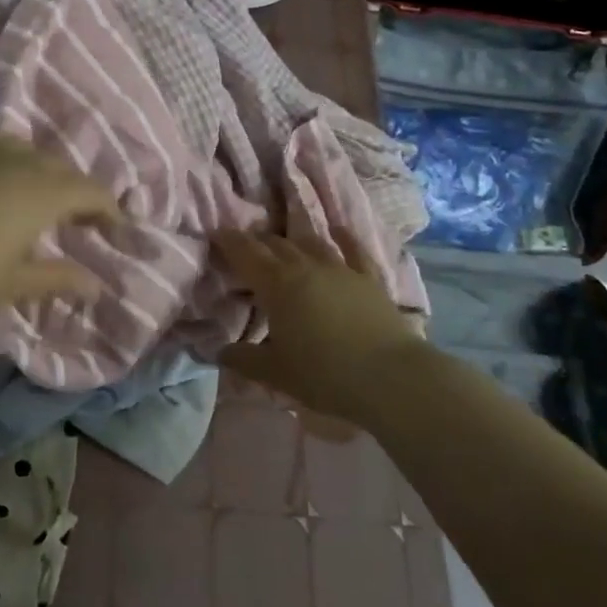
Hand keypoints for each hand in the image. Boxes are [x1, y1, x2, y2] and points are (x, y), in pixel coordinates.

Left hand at [0, 133, 120, 319]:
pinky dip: (11, 157)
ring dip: (46, 173)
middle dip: (79, 193)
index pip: (92, 192)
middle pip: (63, 169)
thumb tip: (98, 285)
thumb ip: (57, 279)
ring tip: (40, 198)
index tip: (117, 230)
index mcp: (43, 192)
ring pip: (29, 151)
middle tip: (80, 223)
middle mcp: (20, 161)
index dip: (110, 210)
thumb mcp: (10, 284)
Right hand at [212, 228, 425, 425]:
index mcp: (276, 284)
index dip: (228, 241)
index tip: (216, 233)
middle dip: (257, 242)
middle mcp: (305, 266)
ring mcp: (340, 268)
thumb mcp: (276, 373)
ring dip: (292, 240)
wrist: (390, 377)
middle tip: (245, 247)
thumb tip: (220, 353)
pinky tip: (337, 229)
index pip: (245, 253)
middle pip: (275, 244)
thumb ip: (244, 360)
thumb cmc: (324, 374)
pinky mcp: (368, 278)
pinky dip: (343, 237)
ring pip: (309, 243)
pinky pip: (353, 249)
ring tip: (282, 243)